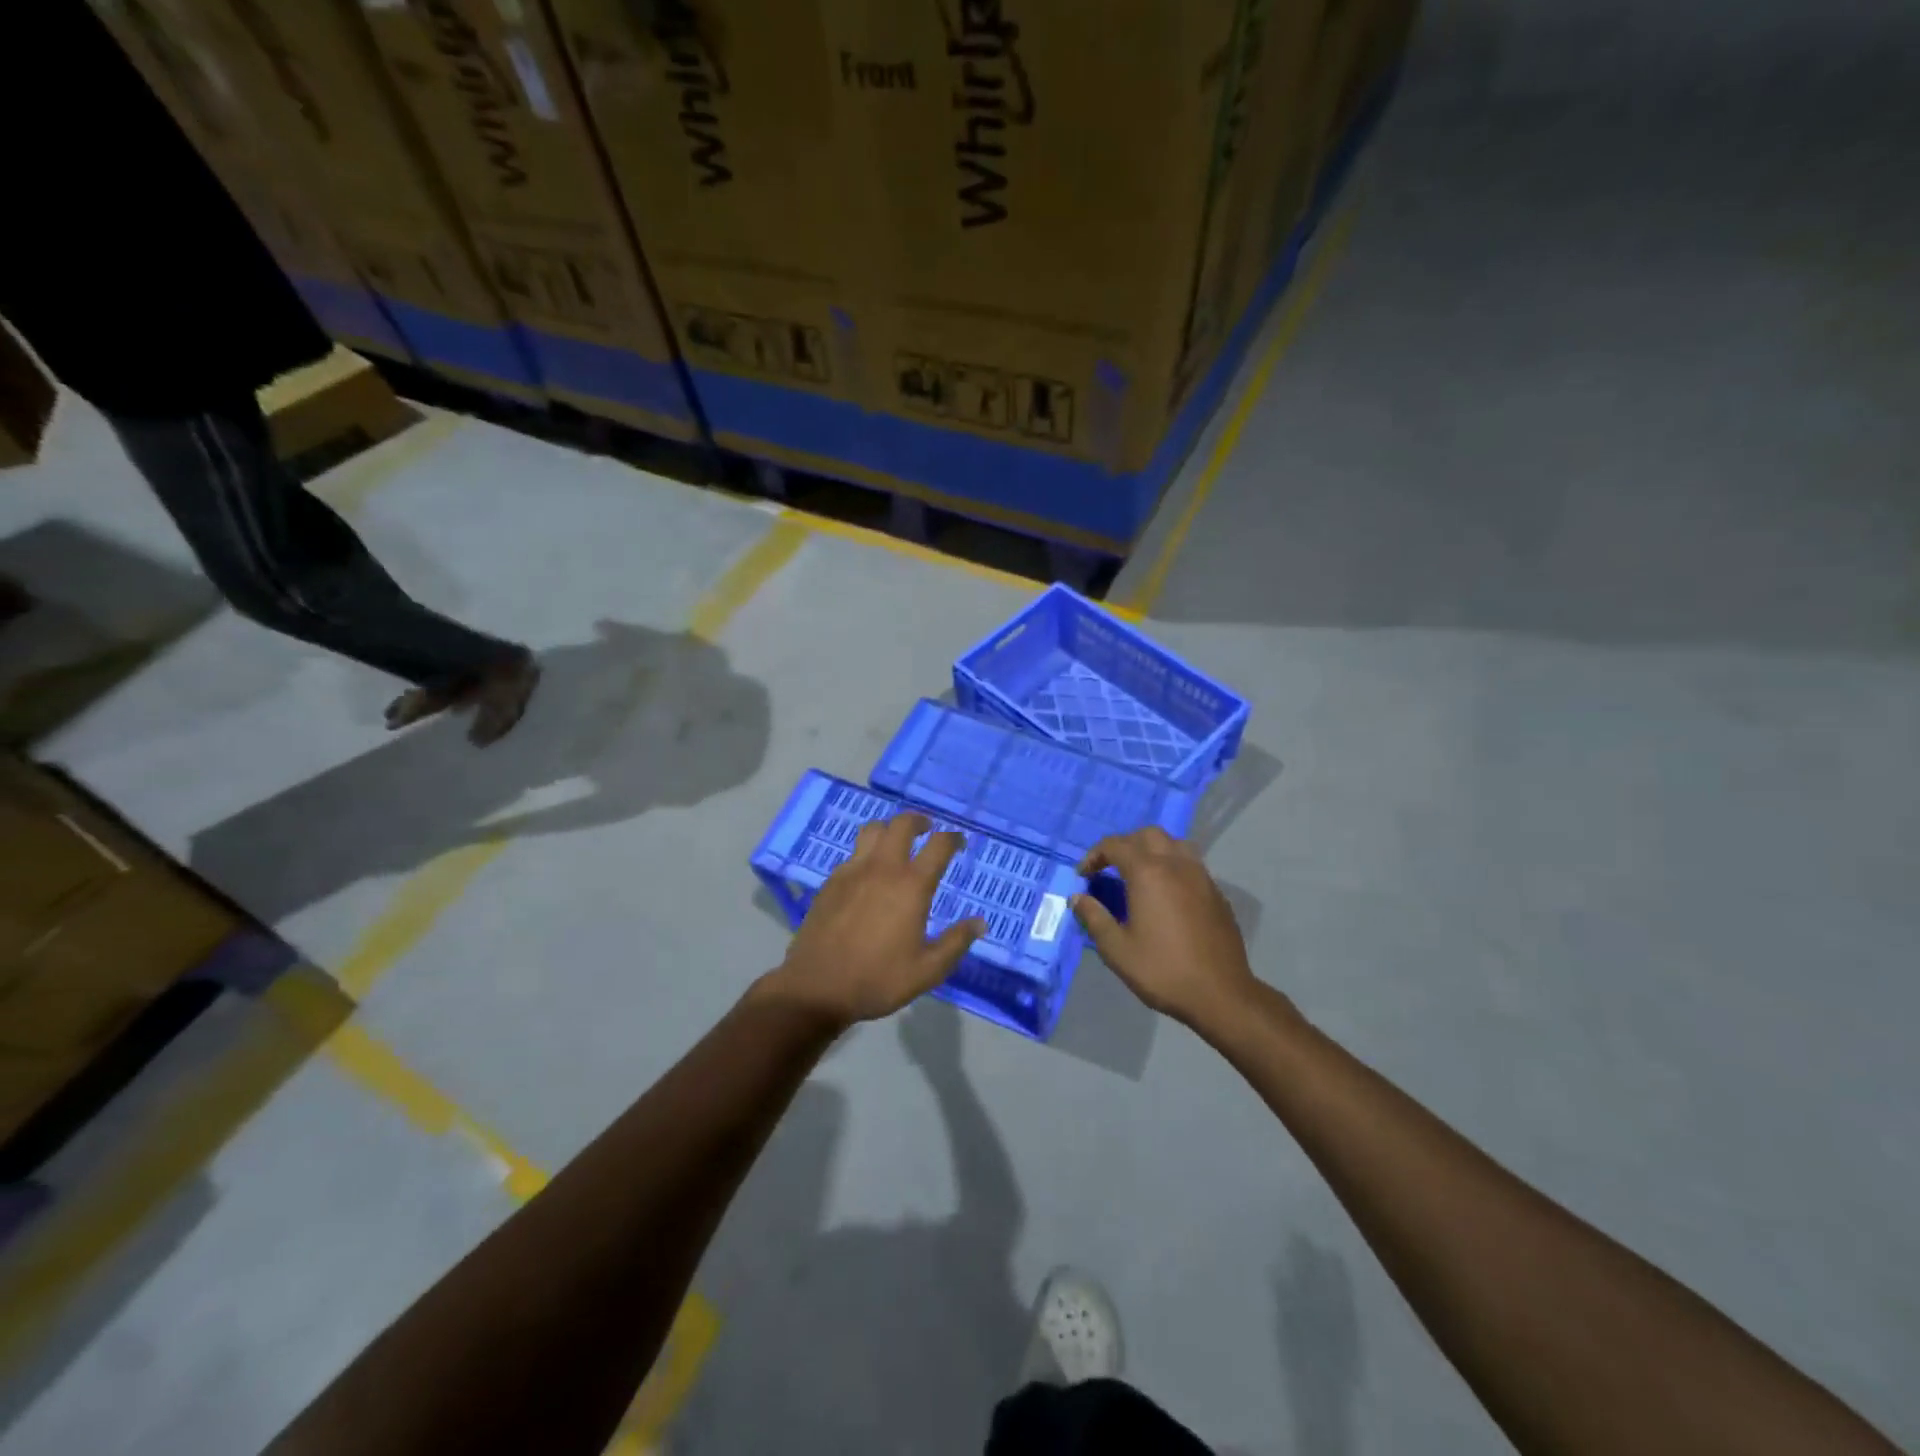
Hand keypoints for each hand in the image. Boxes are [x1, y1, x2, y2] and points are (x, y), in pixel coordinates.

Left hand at [767, 813, 984, 1026]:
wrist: (817, 987)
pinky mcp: (831, 881)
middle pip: (902, 824)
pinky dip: (867, 853)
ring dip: (889, 830)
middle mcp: (883, 868)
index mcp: (912, 885)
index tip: (959, 842)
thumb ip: (956, 942)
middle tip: (927, 830)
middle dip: (919, 821)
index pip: (939, 845)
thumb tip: (980, 922)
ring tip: (896, 843)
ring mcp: (853, 871)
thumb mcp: (928, 970)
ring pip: (873, 830)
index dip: (953, 838)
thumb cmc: (878, 979)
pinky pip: (853, 854)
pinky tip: (869, 874)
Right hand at [1072, 828, 1262, 1031]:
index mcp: (1148, 873)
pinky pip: (1191, 864)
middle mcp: (1176, 865)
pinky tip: (1167, 894)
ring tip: (1140, 873)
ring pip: (1174, 844)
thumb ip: (1094, 918)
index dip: (1094, 855)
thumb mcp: (1117, 949)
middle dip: (1125, 845)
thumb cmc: (1162, 970)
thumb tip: (1077, 897)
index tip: (1083, 875)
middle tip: (1110, 868)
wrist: (1221, 994)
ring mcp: (1201, 877)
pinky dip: (1173, 866)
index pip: (1116, 845)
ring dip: (1152, 850)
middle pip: (1148, 835)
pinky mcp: (1216, 893)